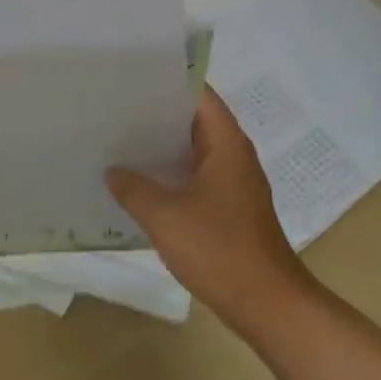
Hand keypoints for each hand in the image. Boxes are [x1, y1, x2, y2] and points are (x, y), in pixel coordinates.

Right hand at [107, 87, 317, 340]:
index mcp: (225, 143)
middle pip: (193, 119)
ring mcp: (233, 182)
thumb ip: (133, 188)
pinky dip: (169, 174)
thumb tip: (113, 170)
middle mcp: (233, 155)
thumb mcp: (165, 216)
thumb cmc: (219, 249)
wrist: (267, 303)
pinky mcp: (229, 208)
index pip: (198, 93)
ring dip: (161, 147)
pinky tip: (138, 183)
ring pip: (192, 150)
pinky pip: (194, 177)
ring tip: (118, 140)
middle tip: (113, 106)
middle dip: (156, 113)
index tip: (131, 76)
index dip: (167, 80)